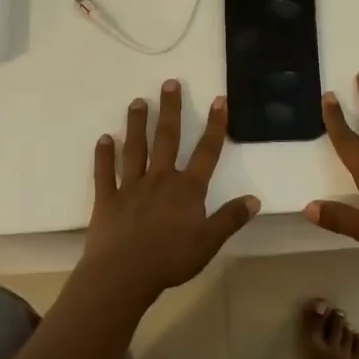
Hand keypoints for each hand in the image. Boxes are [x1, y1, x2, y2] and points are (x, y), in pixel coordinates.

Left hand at [82, 80, 259, 304]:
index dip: (215, 126)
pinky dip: (104, 155)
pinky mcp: (107, 198)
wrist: (123, 274)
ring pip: (135, 148)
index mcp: (187, 189)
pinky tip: (104, 139)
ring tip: (137, 102)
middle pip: (167, 138)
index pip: (206, 152)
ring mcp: (131, 186)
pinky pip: (104, 173)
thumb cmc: (170, 260)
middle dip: (170, 110)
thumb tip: (254, 199)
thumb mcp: (209, 242)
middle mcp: (160, 179)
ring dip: (136, 124)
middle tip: (170, 83)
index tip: (218, 100)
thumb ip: (230, 219)